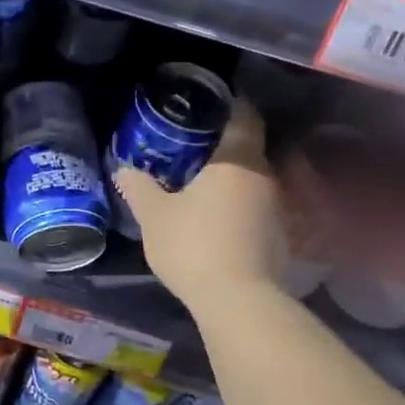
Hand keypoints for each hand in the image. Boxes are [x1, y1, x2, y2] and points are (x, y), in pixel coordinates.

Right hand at [113, 98, 285, 313]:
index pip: (245, 117)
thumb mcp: (155, 216)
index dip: (231, 105)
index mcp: (237, 160)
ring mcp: (277, 208)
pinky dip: (241, 204)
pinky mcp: (280, 236)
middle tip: (195, 145)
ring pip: (255, 179)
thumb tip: (124, 169)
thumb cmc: (193, 245)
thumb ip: (140, 188)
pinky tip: (219, 216)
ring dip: (233, 178)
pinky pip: (258, 206)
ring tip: (204, 182)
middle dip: (226, 144)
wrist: (238, 301)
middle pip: (250, 148)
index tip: (211, 103)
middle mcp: (265, 177)